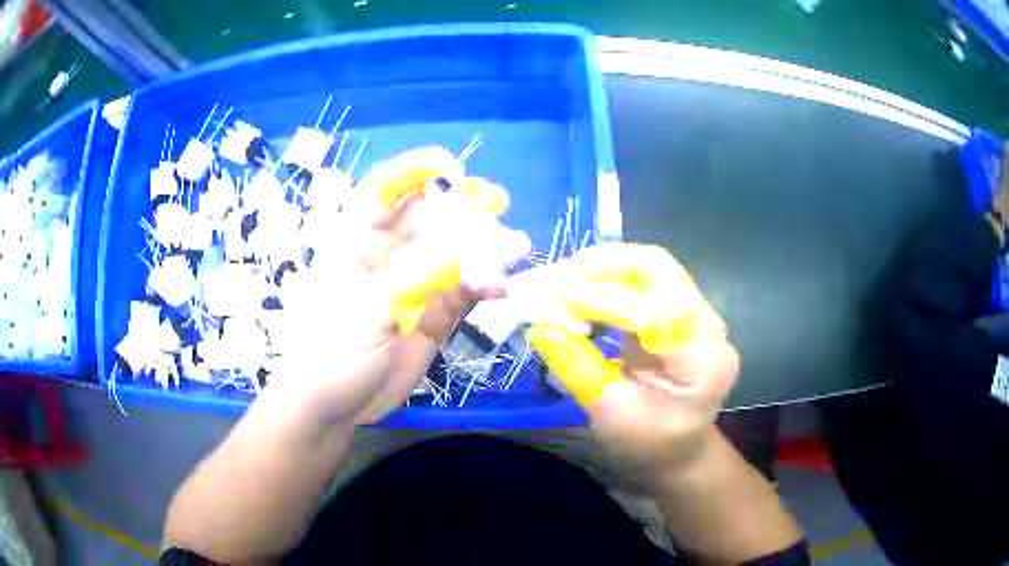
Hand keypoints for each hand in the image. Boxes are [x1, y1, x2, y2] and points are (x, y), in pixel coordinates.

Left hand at [264, 147, 529, 425]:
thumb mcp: (370, 305)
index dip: (415, 170)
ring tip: (517, 247)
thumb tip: (475, 244)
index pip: (384, 188)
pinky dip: (482, 287)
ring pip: (453, 254)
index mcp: (356, 239)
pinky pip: (463, 292)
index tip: (453, 169)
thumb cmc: (331, 348)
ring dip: (483, 250)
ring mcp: (413, 285)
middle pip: (429, 216)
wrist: (332, 407)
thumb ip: (421, 272)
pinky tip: (499, 290)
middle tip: (499, 204)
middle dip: (463, 209)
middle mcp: (387, 254)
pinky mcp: (432, 316)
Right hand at [526, 244, 738, 475]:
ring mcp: (696, 311)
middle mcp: (709, 326)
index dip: (607, 301)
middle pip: (660, 270)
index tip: (556, 298)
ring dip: (601, 264)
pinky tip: (578, 285)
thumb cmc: (650, 444)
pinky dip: (606, 274)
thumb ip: (580, 370)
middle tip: (554, 278)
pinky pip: (642, 276)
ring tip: (559, 278)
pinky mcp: (678, 307)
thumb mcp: (612, 418)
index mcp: (705, 362)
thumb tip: (541, 326)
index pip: (660, 314)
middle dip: (603, 266)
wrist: (678, 447)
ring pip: (650, 264)